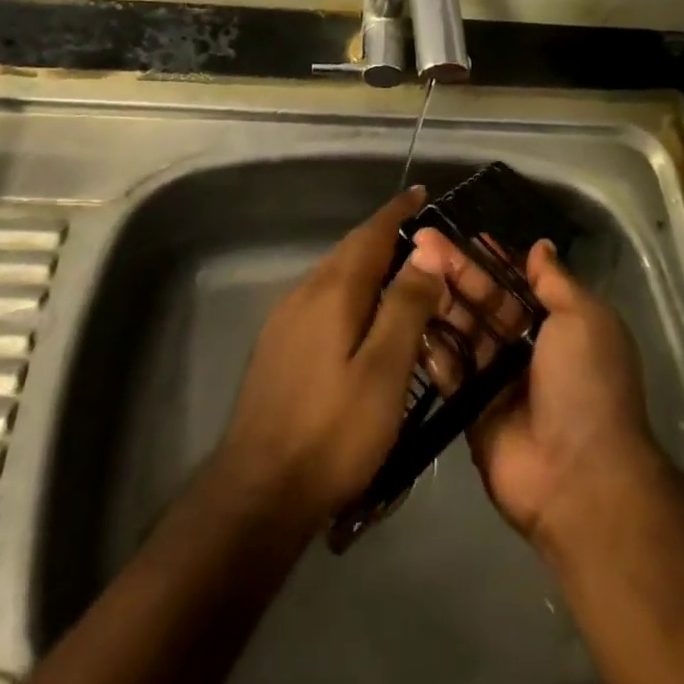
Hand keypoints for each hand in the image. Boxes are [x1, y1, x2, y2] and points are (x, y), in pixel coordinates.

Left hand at [214, 188, 444, 529]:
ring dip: (368, 266)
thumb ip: (405, 307)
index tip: (422, 192)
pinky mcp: (279, 345)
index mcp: (333, 290)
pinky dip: (352, 293)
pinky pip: (323, 299)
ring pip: (335, 276)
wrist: (258, 491)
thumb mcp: (383, 372)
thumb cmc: (332, 432)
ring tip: (403, 275)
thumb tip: (425, 252)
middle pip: (350, 251)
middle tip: (424, 238)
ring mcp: (286, 319)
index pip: (370, 234)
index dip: (397, 212)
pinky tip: (365, 319)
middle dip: (385, 236)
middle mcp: (305, 292)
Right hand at [406, 232, 663, 549]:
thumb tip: (540, 246)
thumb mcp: (584, 319)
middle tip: (420, 241)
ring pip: (461, 330)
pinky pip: (446, 369)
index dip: (488, 258)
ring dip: (437, 300)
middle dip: (455, 271)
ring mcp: (495, 379)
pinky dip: (428, 344)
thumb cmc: (587, 385)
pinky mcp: (469, 408)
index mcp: (557, 325)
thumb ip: (555, 282)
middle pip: (483, 301)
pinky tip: (404, 312)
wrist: (580, 478)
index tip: (457, 232)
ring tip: (407, 269)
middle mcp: (525, 348)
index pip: (515, 282)